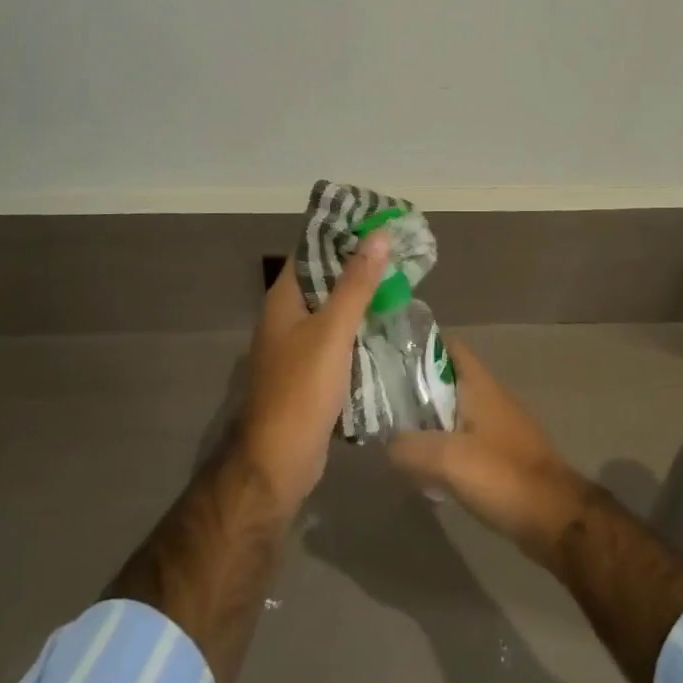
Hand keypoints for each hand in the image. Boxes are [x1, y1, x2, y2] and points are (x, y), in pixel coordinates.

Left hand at [240, 235, 390, 512]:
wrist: (279, 461)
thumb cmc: (301, 390)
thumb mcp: (332, 332)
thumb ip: (356, 284)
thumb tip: (378, 235)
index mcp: (284, 299)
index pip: (311, 249)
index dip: (342, 232)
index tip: (379, 221)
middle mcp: (288, 316)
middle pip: (325, 277)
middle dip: (360, 263)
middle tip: (401, 250)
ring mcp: (298, 345)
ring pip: (335, 309)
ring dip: (363, 296)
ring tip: (403, 281)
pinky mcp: (312, 371)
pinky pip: (339, 337)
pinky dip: (362, 327)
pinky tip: (390, 324)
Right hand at [386, 339, 594, 568]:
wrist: (555, 517)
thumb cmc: (502, 475)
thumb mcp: (447, 459)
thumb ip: (408, 446)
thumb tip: (387, 444)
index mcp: (480, 385)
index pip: (447, 346)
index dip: (417, 347)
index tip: (387, 359)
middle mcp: (491, 398)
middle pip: (447, 380)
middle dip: (416, 389)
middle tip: (382, 404)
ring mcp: (500, 427)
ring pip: (455, 412)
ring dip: (429, 422)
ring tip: (396, 438)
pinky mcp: (504, 455)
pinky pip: (466, 441)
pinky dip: (445, 448)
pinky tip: (427, 471)